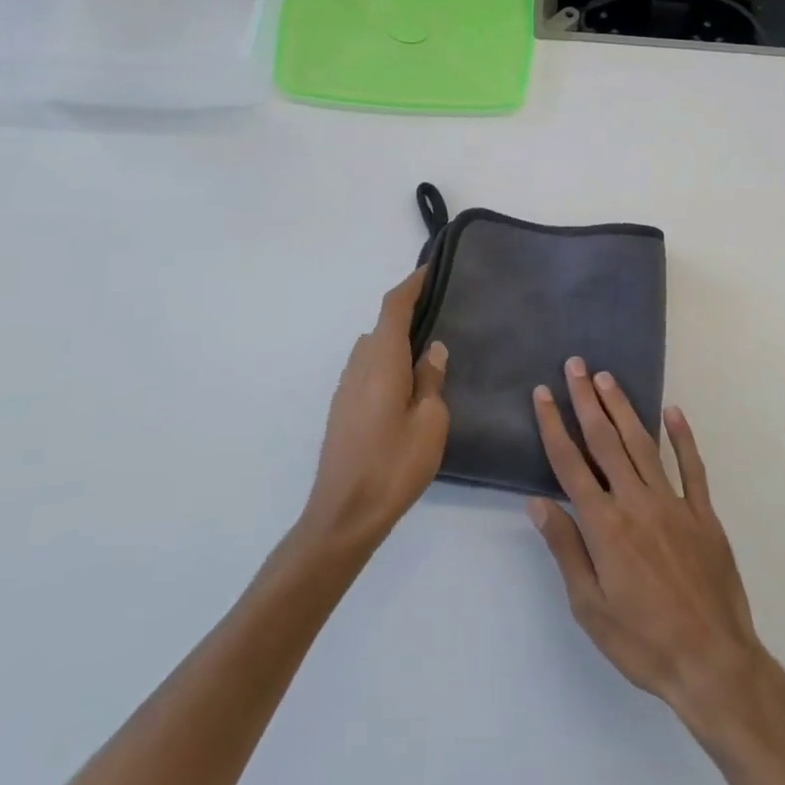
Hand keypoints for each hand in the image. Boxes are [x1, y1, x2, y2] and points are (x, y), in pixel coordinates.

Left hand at [300, 269, 450, 550]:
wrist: (344, 514)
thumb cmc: (394, 465)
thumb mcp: (430, 421)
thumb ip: (432, 379)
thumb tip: (433, 349)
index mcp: (381, 361)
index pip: (393, 308)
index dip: (411, 285)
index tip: (430, 271)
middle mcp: (358, 366)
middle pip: (382, 326)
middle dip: (408, 313)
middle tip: (442, 313)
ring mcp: (346, 388)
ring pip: (373, 349)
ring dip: (397, 341)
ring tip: (430, 350)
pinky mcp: (342, 409)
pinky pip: (367, 370)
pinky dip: (387, 362)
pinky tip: (408, 385)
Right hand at [526, 358, 769, 729]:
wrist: (713, 663)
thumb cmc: (642, 642)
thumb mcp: (590, 607)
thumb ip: (566, 550)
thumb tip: (538, 503)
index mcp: (604, 526)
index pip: (570, 464)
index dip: (553, 425)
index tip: (543, 394)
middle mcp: (636, 503)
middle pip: (605, 442)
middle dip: (586, 400)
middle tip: (575, 365)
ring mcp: (674, 504)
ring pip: (643, 444)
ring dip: (623, 408)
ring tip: (607, 378)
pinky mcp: (704, 514)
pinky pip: (692, 467)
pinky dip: (683, 437)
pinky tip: (674, 411)